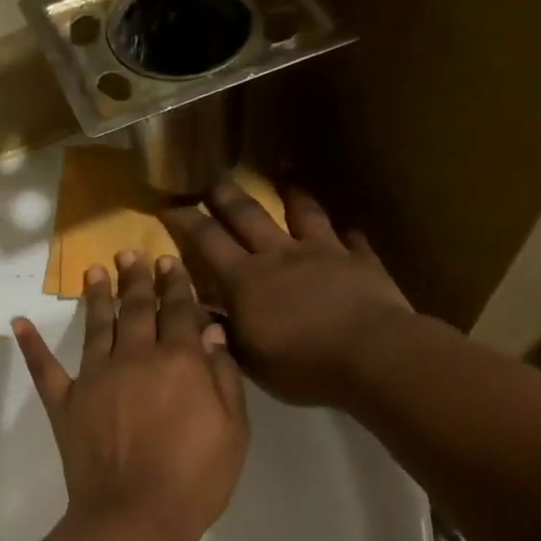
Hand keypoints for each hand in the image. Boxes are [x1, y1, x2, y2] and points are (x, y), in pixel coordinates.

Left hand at [12, 252, 248, 540]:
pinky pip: (44, 368)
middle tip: (131, 253)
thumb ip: (223, 378)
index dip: (176, 284)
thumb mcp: (233, 431)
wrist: (134, 516)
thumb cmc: (195, 479)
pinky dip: (31, 345)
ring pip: (97, 325)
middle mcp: (135, 357)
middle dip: (136, 278)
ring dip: (97, 295)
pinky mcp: (64, 402)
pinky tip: (18, 323)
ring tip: (95, 269)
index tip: (170, 261)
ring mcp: (94, 377)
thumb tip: (212, 334)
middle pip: (137, 308)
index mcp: (180, 362)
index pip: (179, 311)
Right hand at [163, 181, 411, 410]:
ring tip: (284, 175)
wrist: (371, 355)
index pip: (207, 241)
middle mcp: (279, 255)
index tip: (169, 205)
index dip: (186, 221)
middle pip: (248, 215)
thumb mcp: (249, 359)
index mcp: (245, 280)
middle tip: (212, 179)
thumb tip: (200, 313)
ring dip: (291, 193)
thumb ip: (223, 332)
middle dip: (225, 195)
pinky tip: (348, 229)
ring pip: (302, 212)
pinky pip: (351, 239)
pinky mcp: (360, 261)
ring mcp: (323, 252)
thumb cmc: (301, 365)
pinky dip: (347, 234)